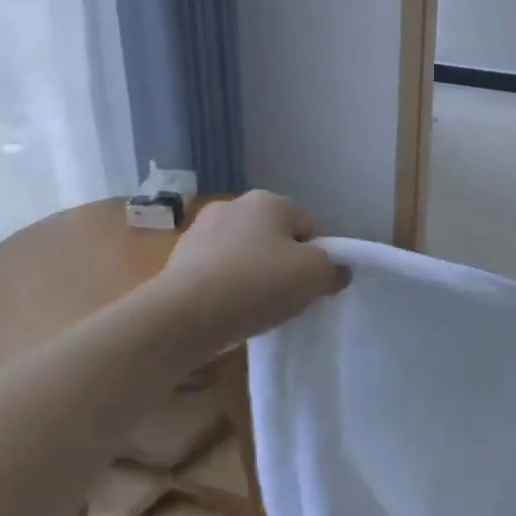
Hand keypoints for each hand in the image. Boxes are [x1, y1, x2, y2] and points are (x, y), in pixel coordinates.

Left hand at [159, 192, 347, 350]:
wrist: (184, 315)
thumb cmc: (257, 285)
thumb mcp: (315, 276)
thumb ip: (334, 269)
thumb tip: (336, 272)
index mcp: (269, 200)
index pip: (310, 226)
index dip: (318, 257)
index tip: (314, 286)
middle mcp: (233, 205)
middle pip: (276, 238)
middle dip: (284, 264)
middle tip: (289, 298)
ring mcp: (201, 230)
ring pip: (245, 254)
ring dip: (254, 275)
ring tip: (257, 308)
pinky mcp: (179, 258)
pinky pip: (218, 271)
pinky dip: (228, 287)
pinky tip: (230, 310)